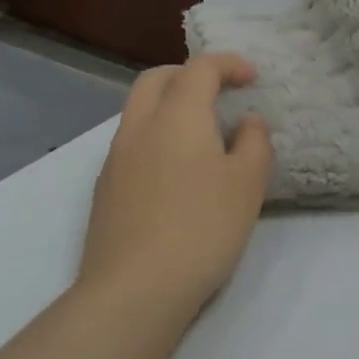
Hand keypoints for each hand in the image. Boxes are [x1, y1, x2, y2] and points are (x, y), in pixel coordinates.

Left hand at [79, 54, 274, 320]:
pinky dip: (155, 137)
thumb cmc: (201, 228)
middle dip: (189, 75)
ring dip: (169, 105)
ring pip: (139, 110)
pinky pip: (131, 143)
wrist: (132, 293)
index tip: (252, 79)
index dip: (229, 64)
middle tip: (218, 92)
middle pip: (158, 78)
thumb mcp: (248, 183)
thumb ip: (254, 142)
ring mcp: (115, 159)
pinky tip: (176, 172)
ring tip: (201, 134)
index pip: (201, 67)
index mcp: (178, 114)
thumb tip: (247, 122)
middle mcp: (140, 126)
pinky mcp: (104, 191)